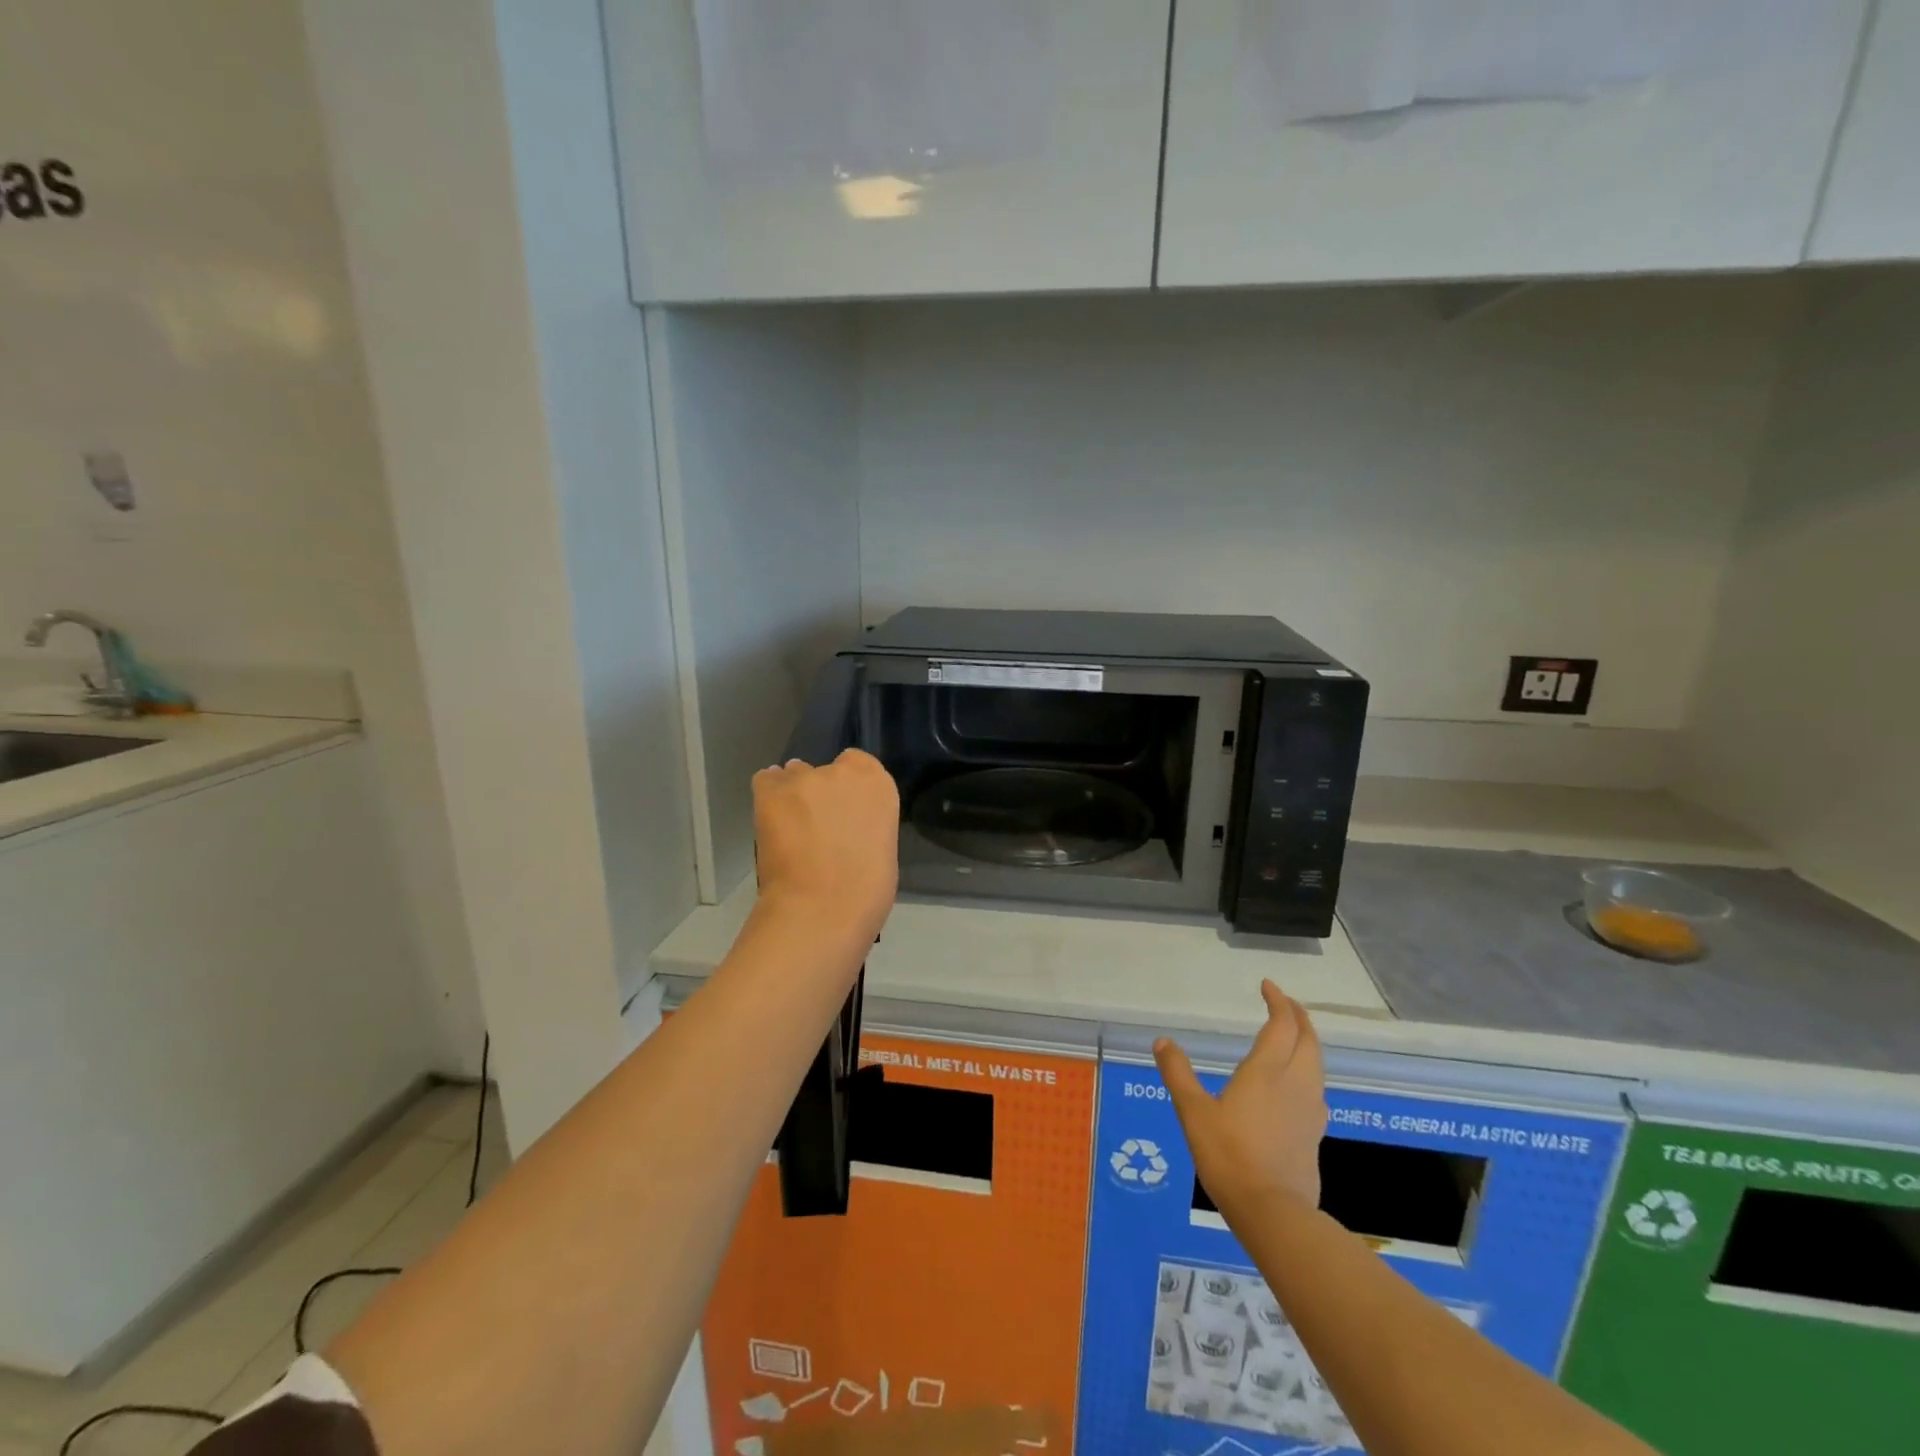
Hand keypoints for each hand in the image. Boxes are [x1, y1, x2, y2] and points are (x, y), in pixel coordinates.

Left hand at [752, 748, 899, 947]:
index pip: (858, 764)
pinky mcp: (771, 792)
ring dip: (793, 795)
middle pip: (824, 771)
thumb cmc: (865, 890)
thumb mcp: (881, 845)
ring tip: (789, 827)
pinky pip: (766, 781)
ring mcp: (803, 778)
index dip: (847, 787)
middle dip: (820, 793)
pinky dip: (767, 797)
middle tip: (817, 827)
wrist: (823, 908)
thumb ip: (863, 823)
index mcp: (878, 784)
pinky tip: (770, 820)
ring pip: (793, 776)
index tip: (844, 811)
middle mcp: (841, 772)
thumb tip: (844, 827)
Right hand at [1155, 980, 1326, 1212]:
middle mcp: (1295, 1083)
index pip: (1282, 1024)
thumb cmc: (1228, 1155)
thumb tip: (1162, 1041)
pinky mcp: (1314, 1134)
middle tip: (1284, 1004)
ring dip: (1308, 1043)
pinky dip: (1309, 1071)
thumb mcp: (1193, 1112)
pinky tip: (1297, 1085)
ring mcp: (1309, 1110)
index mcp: (1267, 1071)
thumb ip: (1178, 1073)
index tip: (1268, 986)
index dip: (1278, 1001)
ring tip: (1293, 1037)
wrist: (1273, 1212)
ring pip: (1317, 1064)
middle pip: (1308, 1040)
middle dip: (1299, 1017)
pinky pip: (1316, 1089)